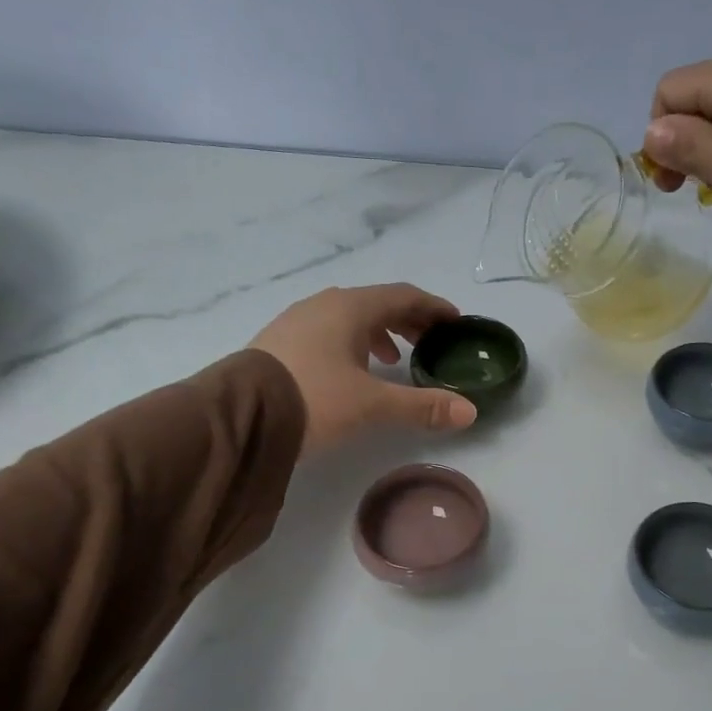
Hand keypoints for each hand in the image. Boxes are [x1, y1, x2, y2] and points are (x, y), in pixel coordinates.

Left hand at [251, 284, 477, 455]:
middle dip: (407, 321)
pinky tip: (350, 370)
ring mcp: (297, 321)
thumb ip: (421, 406)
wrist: (242, 415)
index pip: (403, 296)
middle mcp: (323, 305)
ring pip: (349, 318)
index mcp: (350, 308)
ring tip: (391, 358)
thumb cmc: (315, 399)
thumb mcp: (373, 405)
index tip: (455, 322)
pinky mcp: (280, 343)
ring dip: (377, 333)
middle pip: (376, 304)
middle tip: (430, 341)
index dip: (433, 307)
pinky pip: (327, 333)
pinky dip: (350, 344)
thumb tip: (469, 411)